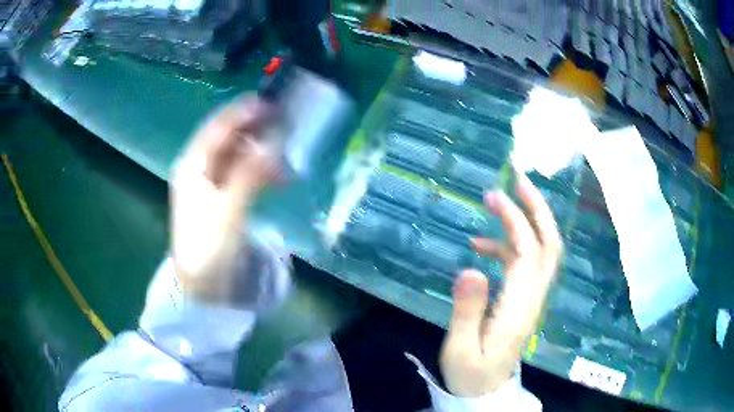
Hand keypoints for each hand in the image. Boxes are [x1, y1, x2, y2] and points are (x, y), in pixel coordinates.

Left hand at [171, 96, 279, 302]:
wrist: (202, 286)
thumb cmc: (207, 248)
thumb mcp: (228, 210)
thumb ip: (250, 174)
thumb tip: (274, 143)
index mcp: (193, 165)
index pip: (218, 128)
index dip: (242, 113)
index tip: (271, 102)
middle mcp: (200, 168)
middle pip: (228, 138)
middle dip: (255, 128)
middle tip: (285, 122)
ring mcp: (211, 183)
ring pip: (238, 155)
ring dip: (262, 151)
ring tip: (288, 152)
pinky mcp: (224, 197)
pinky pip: (244, 174)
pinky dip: (262, 171)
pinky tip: (281, 176)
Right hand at [440, 173, 561, 396]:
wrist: (487, 391)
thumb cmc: (471, 374)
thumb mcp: (460, 349)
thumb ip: (466, 311)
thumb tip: (470, 268)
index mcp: (519, 308)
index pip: (527, 254)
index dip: (516, 221)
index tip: (495, 195)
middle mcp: (533, 297)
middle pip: (549, 245)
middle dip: (538, 209)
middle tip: (520, 179)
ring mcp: (531, 298)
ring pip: (540, 250)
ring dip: (525, 221)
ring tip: (496, 201)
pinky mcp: (523, 299)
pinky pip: (525, 263)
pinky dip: (509, 245)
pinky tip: (482, 245)